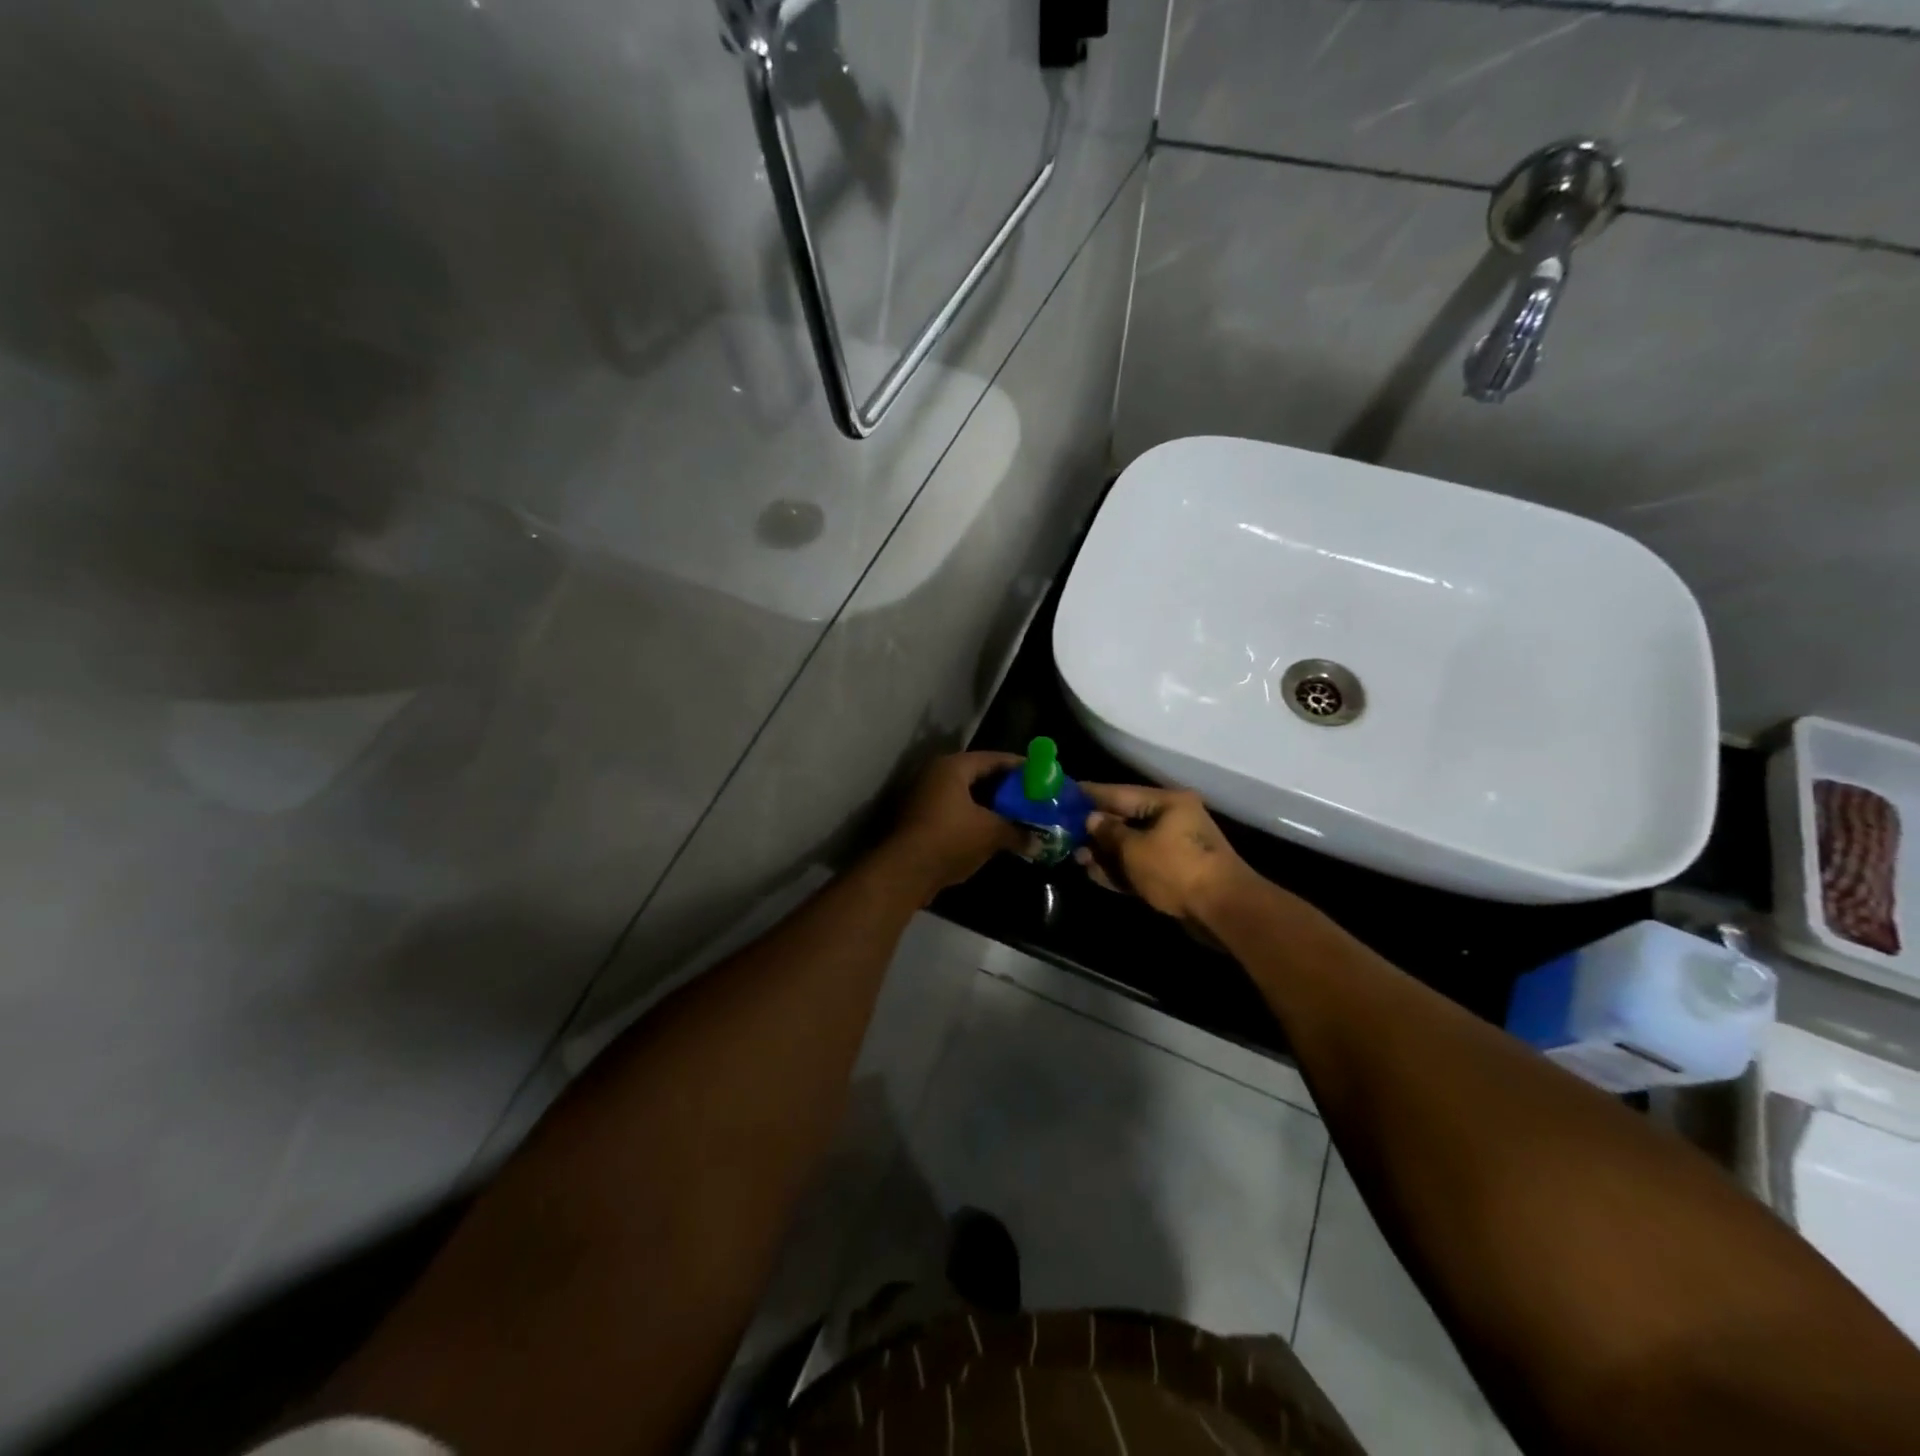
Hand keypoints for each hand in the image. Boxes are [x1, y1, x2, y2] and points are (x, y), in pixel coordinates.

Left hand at [886, 751, 1028, 897]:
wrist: (904, 871)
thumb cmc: (950, 839)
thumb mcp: (990, 834)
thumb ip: (1017, 833)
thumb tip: (1039, 843)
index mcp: (953, 767)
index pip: (993, 759)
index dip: (1019, 767)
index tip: (1040, 775)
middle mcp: (935, 775)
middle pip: (978, 776)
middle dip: (1005, 789)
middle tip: (1030, 797)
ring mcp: (924, 797)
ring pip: (965, 796)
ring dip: (989, 807)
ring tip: (1015, 817)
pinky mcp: (919, 819)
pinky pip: (954, 812)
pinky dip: (973, 819)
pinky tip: (991, 833)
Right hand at [1076, 783, 1259, 925]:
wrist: (1223, 911)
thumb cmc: (1177, 869)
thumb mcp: (1135, 849)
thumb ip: (1109, 832)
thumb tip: (1091, 818)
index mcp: (1167, 802)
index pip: (1120, 793)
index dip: (1090, 795)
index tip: (1064, 794)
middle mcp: (1172, 820)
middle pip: (1126, 819)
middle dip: (1096, 829)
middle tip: (1064, 833)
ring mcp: (1175, 848)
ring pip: (1131, 846)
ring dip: (1105, 853)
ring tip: (1077, 858)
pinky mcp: (1174, 874)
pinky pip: (1141, 866)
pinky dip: (1120, 869)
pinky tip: (1096, 875)